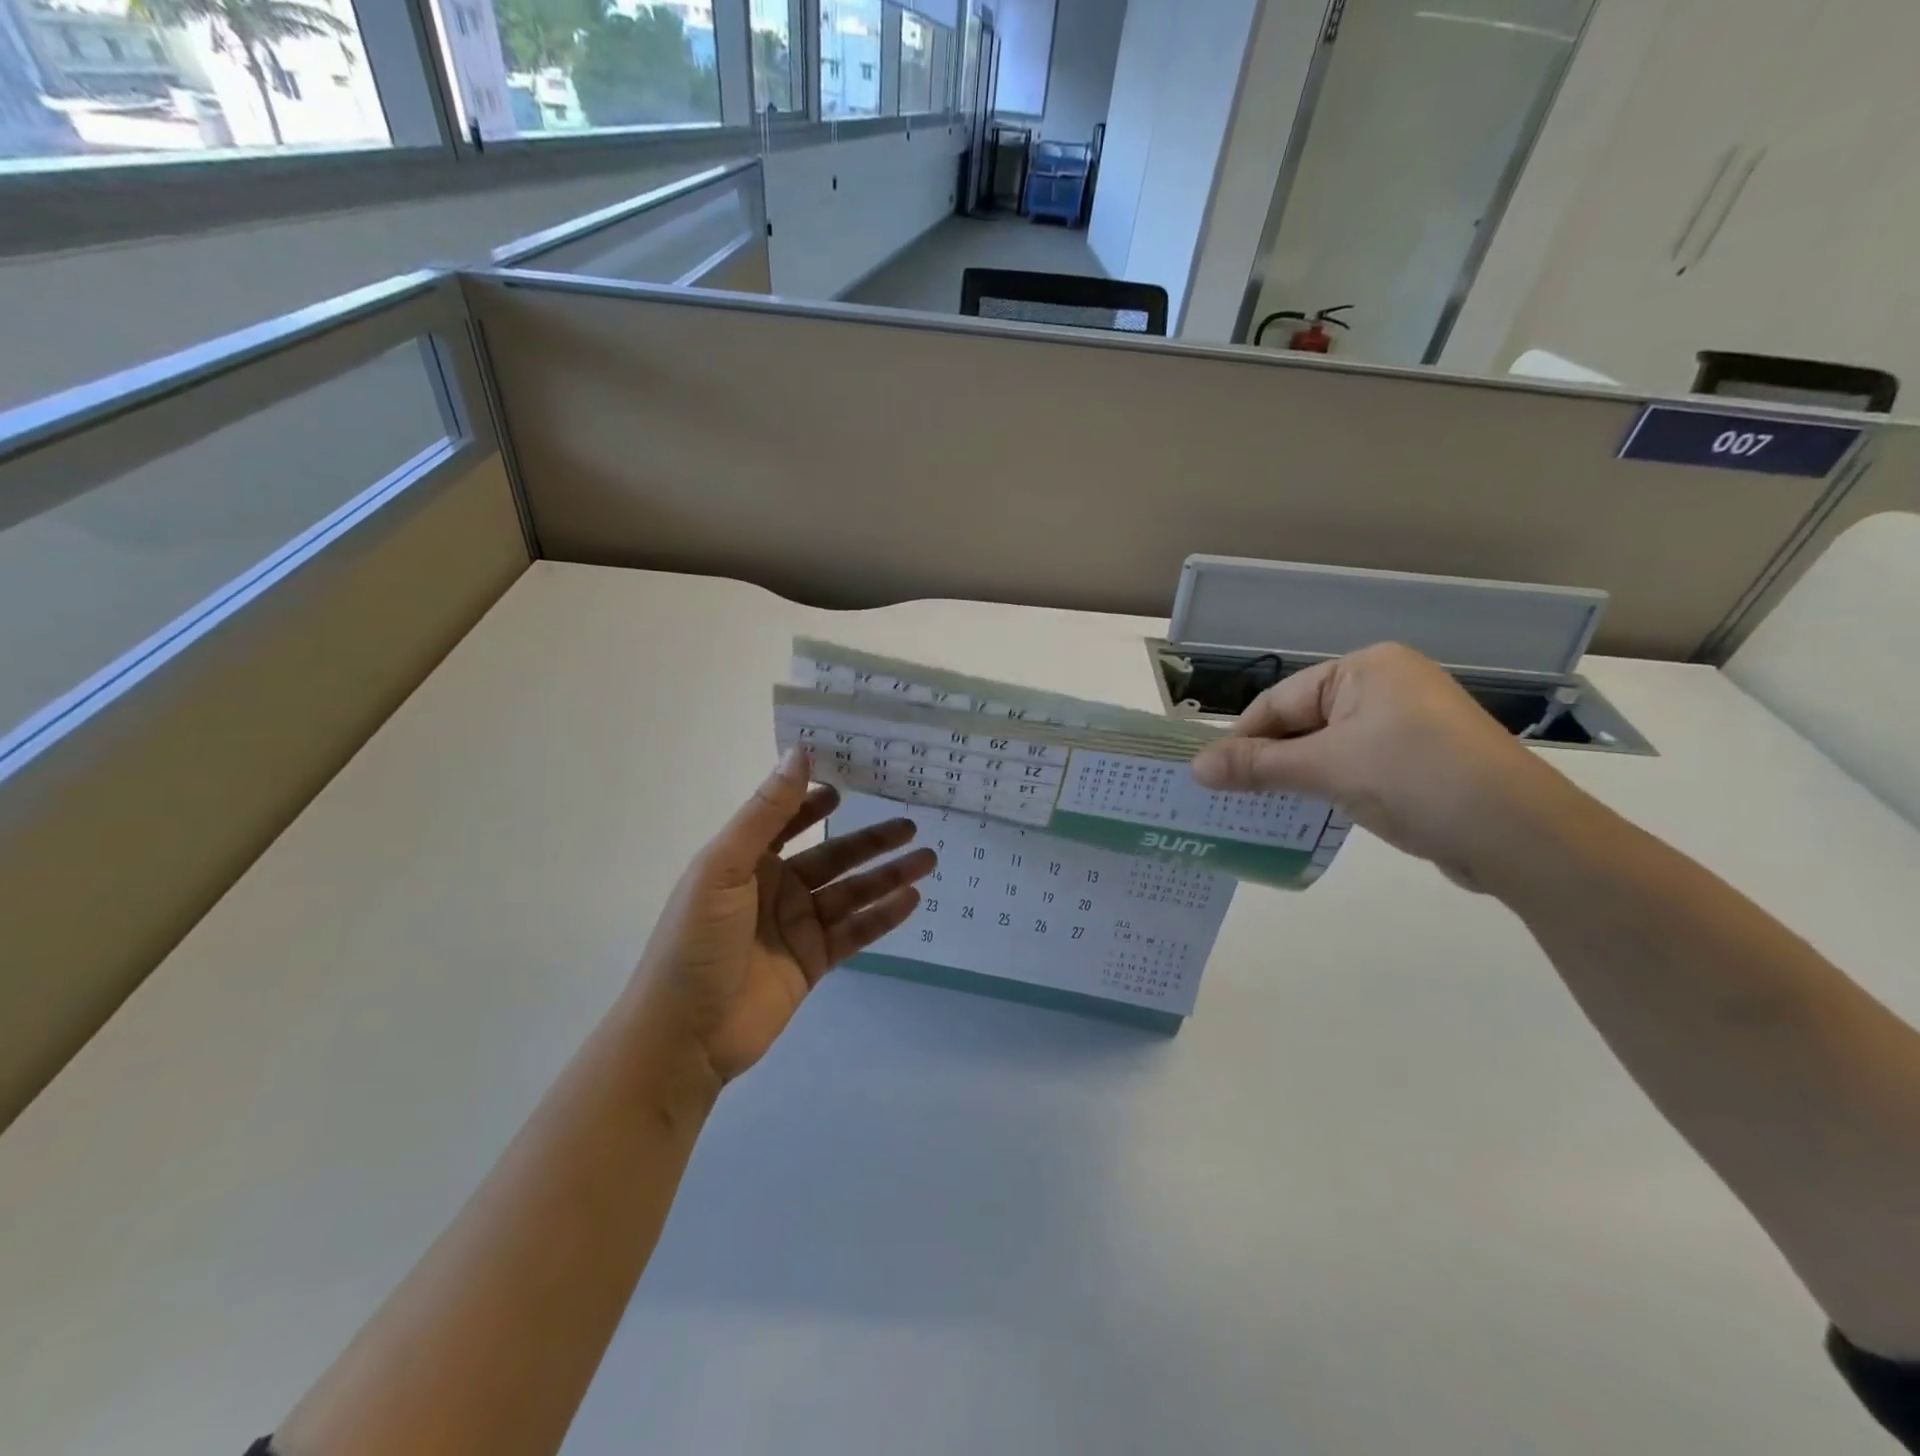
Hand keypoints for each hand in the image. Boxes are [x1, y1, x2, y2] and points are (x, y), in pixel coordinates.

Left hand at [634, 749, 935, 1083]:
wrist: (684, 1035)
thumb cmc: (696, 941)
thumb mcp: (724, 866)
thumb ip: (766, 812)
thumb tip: (800, 752)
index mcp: (747, 861)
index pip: (788, 820)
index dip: (816, 800)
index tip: (853, 781)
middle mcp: (776, 888)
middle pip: (833, 855)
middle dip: (871, 839)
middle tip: (910, 822)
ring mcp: (797, 926)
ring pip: (851, 892)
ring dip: (888, 875)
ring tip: (927, 857)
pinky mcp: (814, 961)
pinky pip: (855, 931)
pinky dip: (883, 915)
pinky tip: (912, 898)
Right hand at [1190, 643, 1585, 892]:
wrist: (1523, 836)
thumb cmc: (1416, 779)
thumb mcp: (1326, 768)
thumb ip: (1257, 765)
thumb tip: (1195, 767)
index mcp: (1365, 669)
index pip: (1280, 701)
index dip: (1242, 739)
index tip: (1209, 778)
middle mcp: (1386, 688)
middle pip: (1302, 723)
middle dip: (1266, 761)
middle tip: (1228, 799)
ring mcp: (1406, 726)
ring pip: (1327, 749)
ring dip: (1293, 779)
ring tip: (1259, 811)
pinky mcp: (1420, 763)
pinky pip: (1355, 769)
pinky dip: (1327, 789)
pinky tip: (1307, 815)